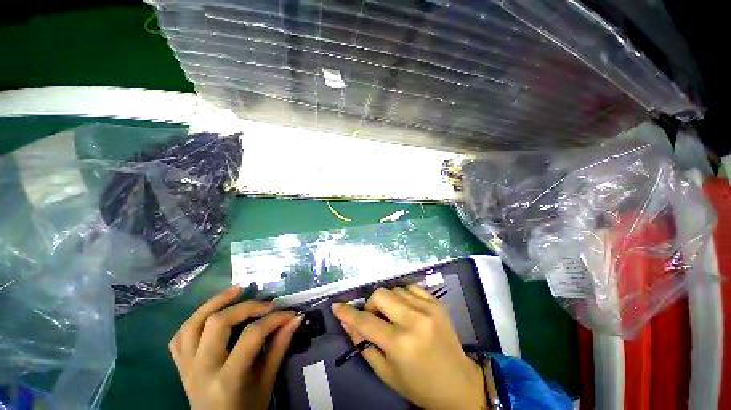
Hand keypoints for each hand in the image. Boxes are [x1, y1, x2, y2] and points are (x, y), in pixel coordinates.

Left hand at [169, 286, 302, 409]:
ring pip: (192, 324)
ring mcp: (186, 368)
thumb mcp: (267, 382)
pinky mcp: (180, 367)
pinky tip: (211, 312)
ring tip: (237, 290)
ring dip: (215, 302)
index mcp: (227, 380)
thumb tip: (296, 319)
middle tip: (266, 303)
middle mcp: (202, 370)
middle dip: (246, 306)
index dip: (274, 319)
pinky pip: (179, 338)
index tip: (289, 314)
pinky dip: (194, 320)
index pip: (251, 336)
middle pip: (218, 323)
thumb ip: (280, 348)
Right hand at [332, 285, 485, 409]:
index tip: (337, 307)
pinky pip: (410, 287)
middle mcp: (414, 320)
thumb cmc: (418, 385)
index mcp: (400, 344)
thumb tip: (346, 322)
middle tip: (376, 319)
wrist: (458, 384)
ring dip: (388, 301)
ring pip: (394, 289)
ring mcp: (427, 308)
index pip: (365, 321)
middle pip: (380, 294)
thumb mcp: (385, 371)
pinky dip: (403, 295)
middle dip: (371, 305)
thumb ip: (363, 344)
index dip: (347, 313)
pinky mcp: (436, 302)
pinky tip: (406, 309)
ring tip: (393, 316)